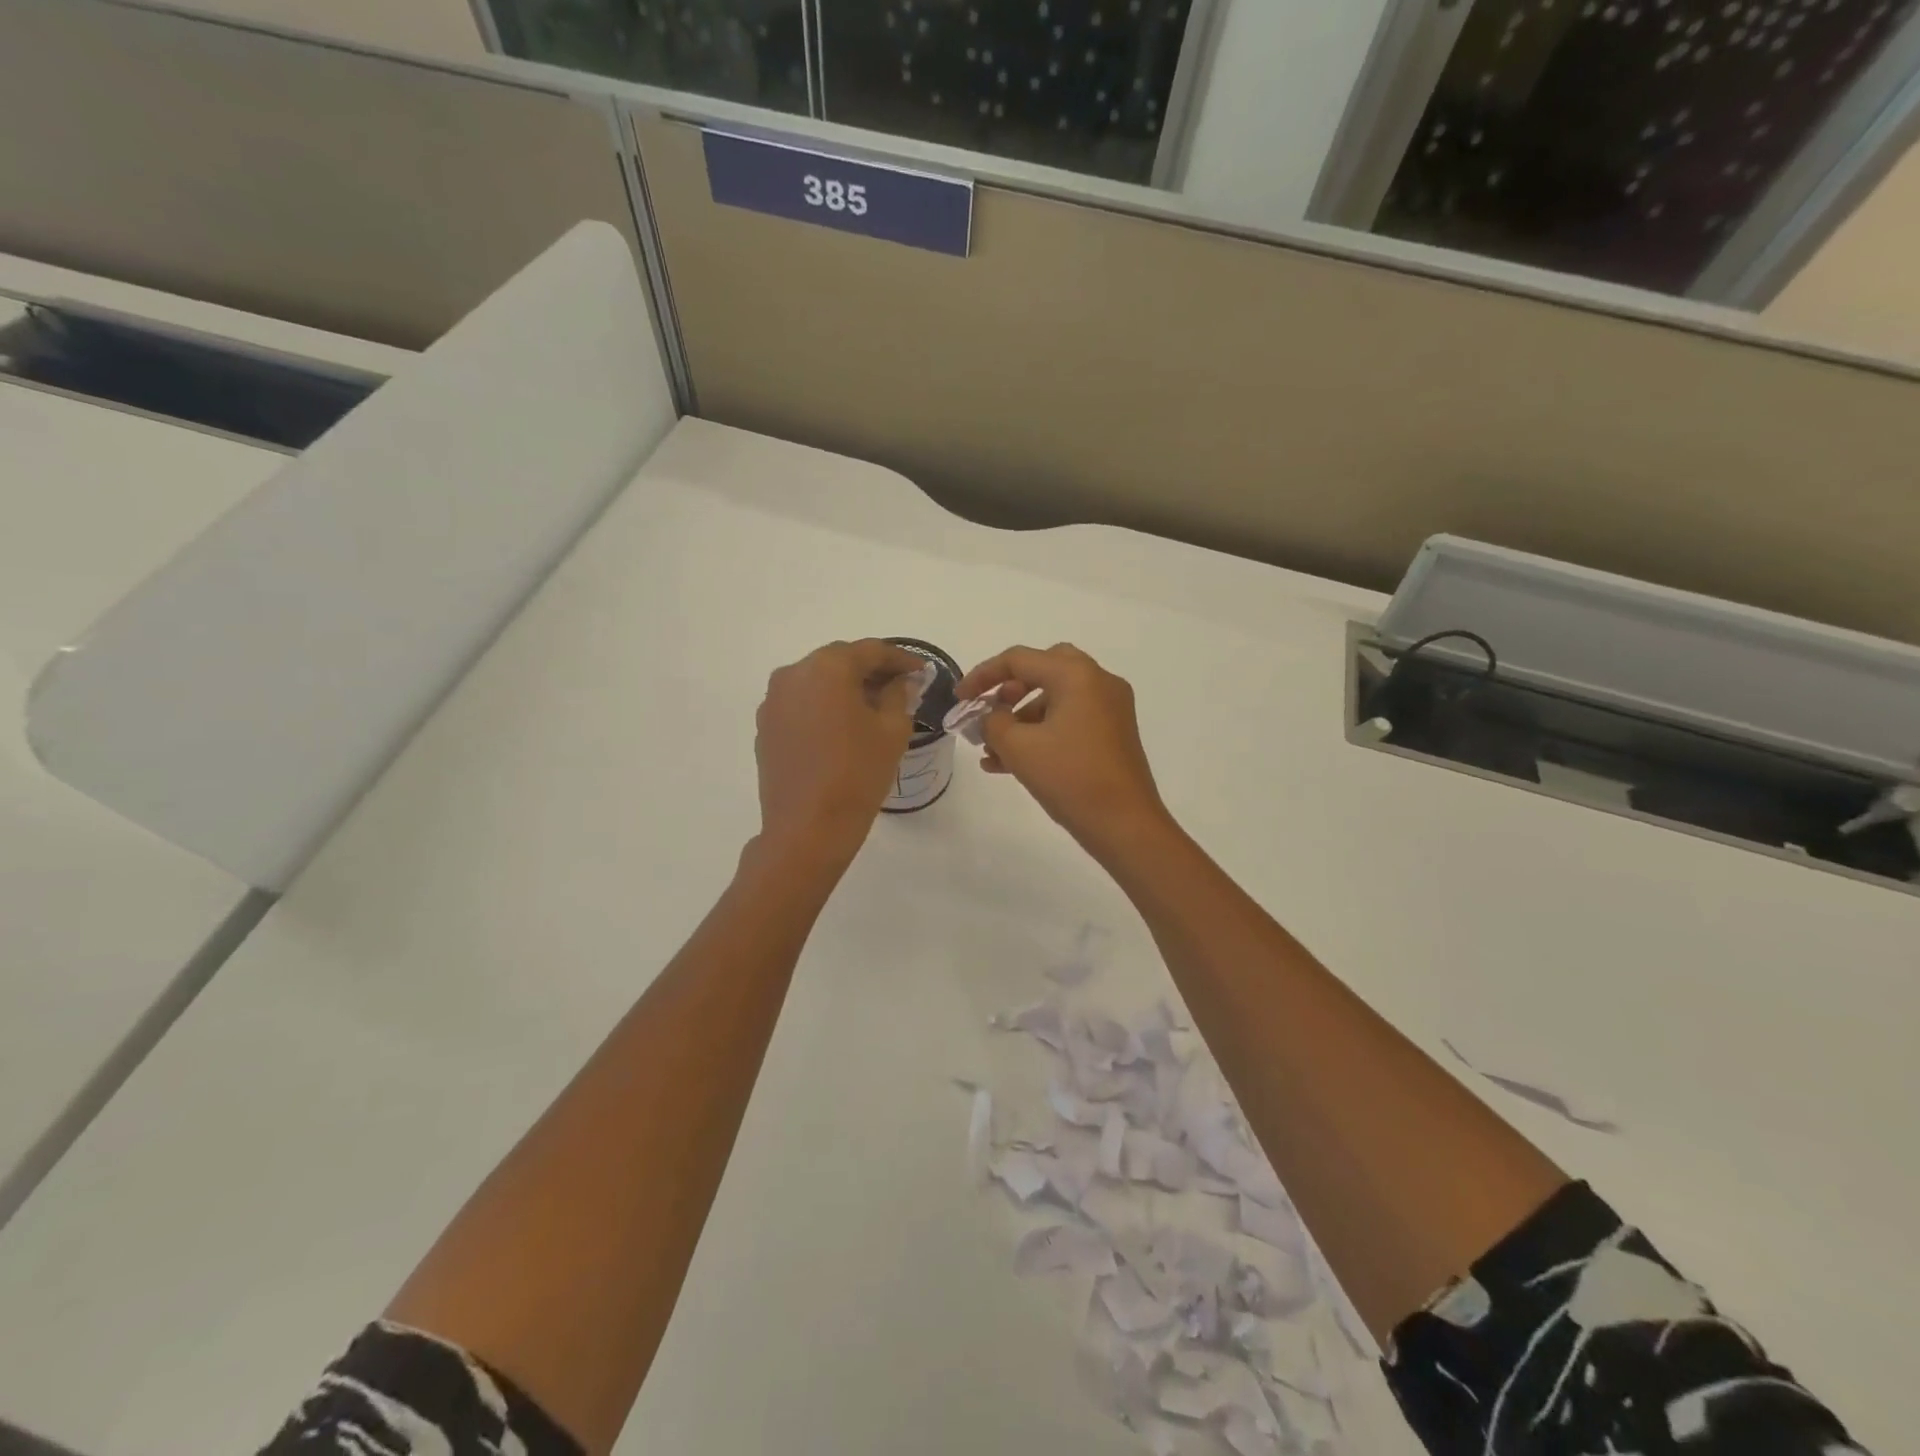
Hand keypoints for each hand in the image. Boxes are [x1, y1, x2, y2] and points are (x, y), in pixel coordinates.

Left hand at [754, 639, 921, 863]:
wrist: (808, 827)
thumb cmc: (858, 774)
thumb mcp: (892, 731)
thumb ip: (899, 695)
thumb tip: (900, 682)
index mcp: (828, 667)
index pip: (871, 651)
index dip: (901, 659)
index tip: (922, 671)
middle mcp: (794, 674)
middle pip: (840, 661)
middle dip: (871, 671)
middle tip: (900, 687)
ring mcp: (774, 700)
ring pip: (818, 682)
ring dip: (845, 688)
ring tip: (873, 708)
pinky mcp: (766, 726)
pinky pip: (801, 704)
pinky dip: (824, 707)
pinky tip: (843, 727)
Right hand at [954, 643, 1170, 858]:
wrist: (1125, 825)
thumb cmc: (1070, 778)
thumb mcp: (1018, 747)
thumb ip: (993, 722)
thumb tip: (991, 717)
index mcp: (1077, 675)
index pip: (1019, 659)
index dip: (982, 676)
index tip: (959, 699)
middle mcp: (1098, 682)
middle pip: (1043, 670)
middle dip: (1008, 690)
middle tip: (988, 712)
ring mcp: (1111, 708)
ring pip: (1056, 699)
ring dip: (1021, 719)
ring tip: (992, 752)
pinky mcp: (1114, 734)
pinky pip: (1070, 720)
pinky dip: (1042, 733)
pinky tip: (1011, 763)